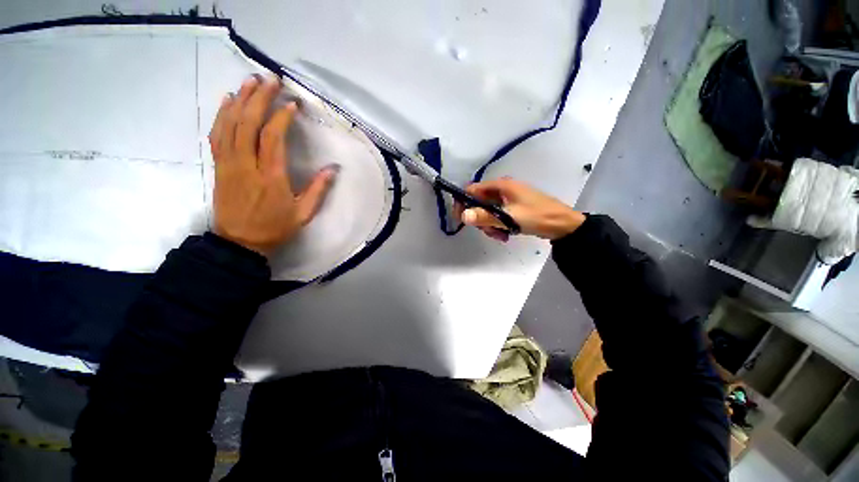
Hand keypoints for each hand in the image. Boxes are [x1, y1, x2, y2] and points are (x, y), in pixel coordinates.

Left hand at [209, 75, 336, 256]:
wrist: (240, 242)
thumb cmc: (275, 228)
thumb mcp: (304, 213)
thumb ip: (318, 189)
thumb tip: (334, 168)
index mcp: (271, 177)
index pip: (273, 138)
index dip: (282, 117)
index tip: (293, 104)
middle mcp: (247, 165)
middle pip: (248, 123)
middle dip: (259, 98)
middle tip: (270, 80)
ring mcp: (229, 163)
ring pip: (229, 124)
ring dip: (239, 100)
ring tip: (249, 81)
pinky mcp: (219, 166)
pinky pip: (217, 135)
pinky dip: (221, 115)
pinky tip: (227, 101)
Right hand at [455, 178, 584, 240]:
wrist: (563, 225)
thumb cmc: (537, 217)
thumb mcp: (509, 218)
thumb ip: (485, 217)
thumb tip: (463, 216)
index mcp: (501, 186)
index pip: (472, 190)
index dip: (463, 203)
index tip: (462, 219)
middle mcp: (503, 189)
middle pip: (479, 203)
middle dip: (480, 219)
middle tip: (488, 231)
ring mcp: (508, 199)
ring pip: (488, 212)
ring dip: (490, 225)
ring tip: (500, 236)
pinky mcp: (513, 208)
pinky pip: (497, 216)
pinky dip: (498, 226)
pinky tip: (505, 235)